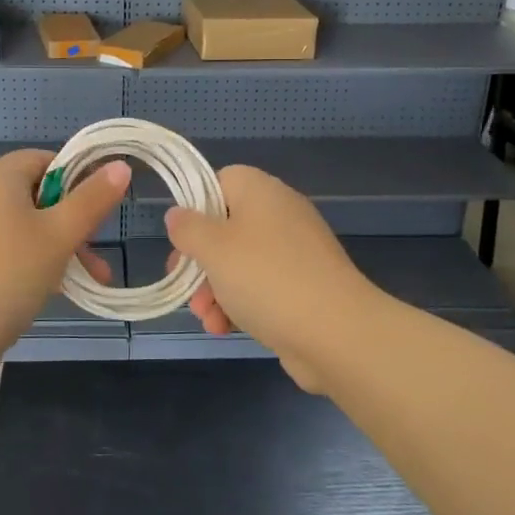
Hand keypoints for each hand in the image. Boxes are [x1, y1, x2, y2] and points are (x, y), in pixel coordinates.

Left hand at [0, 149, 130, 378]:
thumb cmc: (8, 274)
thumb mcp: (60, 234)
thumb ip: (92, 199)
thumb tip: (119, 165)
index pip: (44, 158)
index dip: (77, 175)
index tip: (99, 204)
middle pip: (37, 194)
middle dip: (73, 219)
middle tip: (96, 245)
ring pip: (26, 227)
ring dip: (60, 247)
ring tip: (91, 278)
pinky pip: (9, 251)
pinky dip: (35, 263)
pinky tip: (57, 291)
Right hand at [164, 165, 374, 392]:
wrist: (336, 332)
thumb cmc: (266, 277)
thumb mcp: (213, 248)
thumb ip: (188, 228)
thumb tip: (178, 215)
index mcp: (261, 191)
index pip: (219, 181)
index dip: (195, 207)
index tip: (182, 238)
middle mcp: (280, 213)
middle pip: (226, 227)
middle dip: (200, 262)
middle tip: (184, 286)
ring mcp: (295, 252)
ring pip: (240, 263)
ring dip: (215, 290)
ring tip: (206, 319)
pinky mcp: (305, 286)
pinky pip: (262, 287)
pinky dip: (241, 305)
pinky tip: (225, 329)